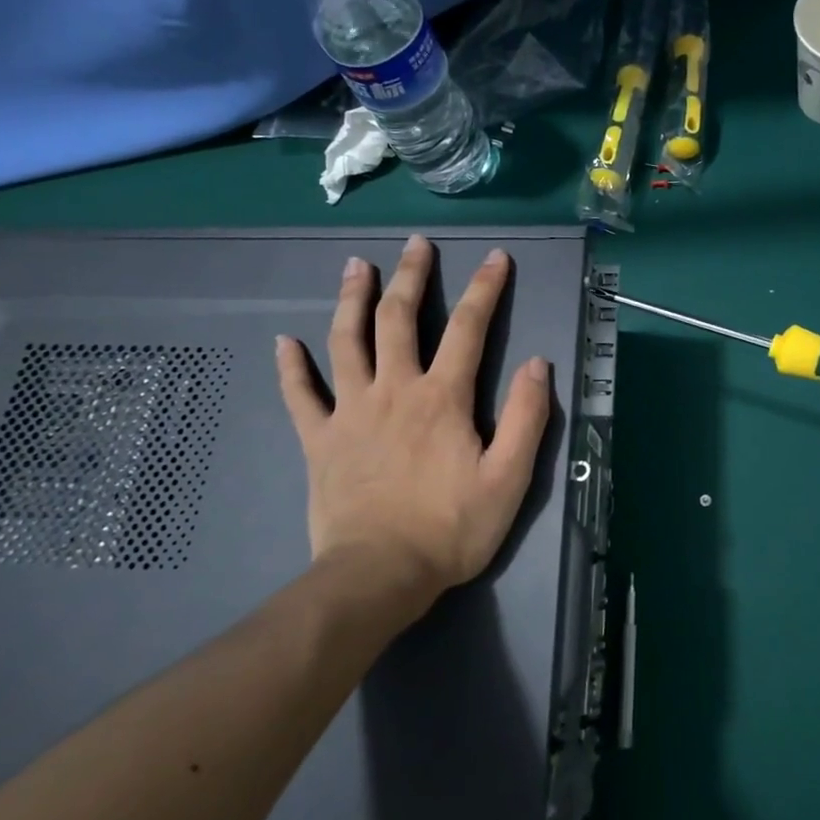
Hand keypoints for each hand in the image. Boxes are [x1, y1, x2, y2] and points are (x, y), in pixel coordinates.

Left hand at [275, 235, 551, 615]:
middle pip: (399, 319)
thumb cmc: (450, 529)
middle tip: (416, 244)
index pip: (469, 329)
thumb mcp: (509, 479)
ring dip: (351, 300)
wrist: (379, 575)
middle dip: (411, 276)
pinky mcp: (320, 440)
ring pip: (347, 341)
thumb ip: (527, 419)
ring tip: (355, 267)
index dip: (486, 289)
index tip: (495, 257)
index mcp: (442, 398)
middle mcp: (394, 390)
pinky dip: (291, 367)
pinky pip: (300, 396)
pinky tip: (284, 341)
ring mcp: (351, 412)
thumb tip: (536, 364)